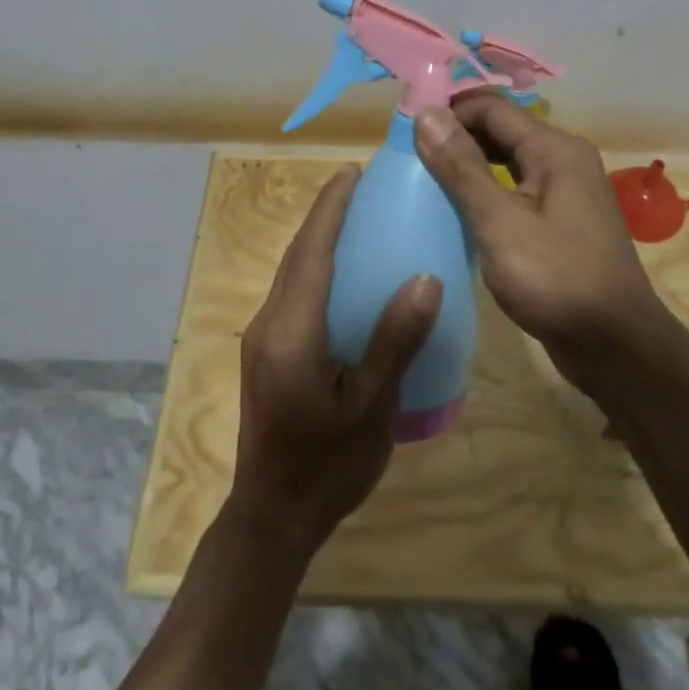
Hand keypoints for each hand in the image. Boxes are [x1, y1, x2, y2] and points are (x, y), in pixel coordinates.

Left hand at [227, 165, 441, 554]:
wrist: (273, 517)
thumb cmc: (328, 466)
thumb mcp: (371, 406)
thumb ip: (395, 340)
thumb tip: (426, 278)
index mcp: (292, 332)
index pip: (311, 252)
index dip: (331, 208)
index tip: (351, 172)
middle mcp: (269, 324)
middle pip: (297, 255)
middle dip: (324, 215)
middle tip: (360, 185)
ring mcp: (262, 338)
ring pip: (290, 272)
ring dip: (317, 238)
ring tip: (354, 218)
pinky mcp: (266, 352)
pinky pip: (291, 293)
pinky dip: (314, 267)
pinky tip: (342, 274)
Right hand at [414, 95, 671, 389]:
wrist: (615, 347)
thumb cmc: (556, 279)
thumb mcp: (499, 221)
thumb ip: (462, 167)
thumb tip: (425, 114)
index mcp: (555, 149)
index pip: (492, 108)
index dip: (449, 112)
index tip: (405, 131)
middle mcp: (564, 160)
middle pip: (501, 131)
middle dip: (456, 138)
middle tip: (409, 156)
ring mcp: (565, 193)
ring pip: (508, 162)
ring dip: (469, 166)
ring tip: (424, 179)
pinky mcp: (560, 223)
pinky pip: (516, 191)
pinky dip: (486, 193)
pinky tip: (457, 211)